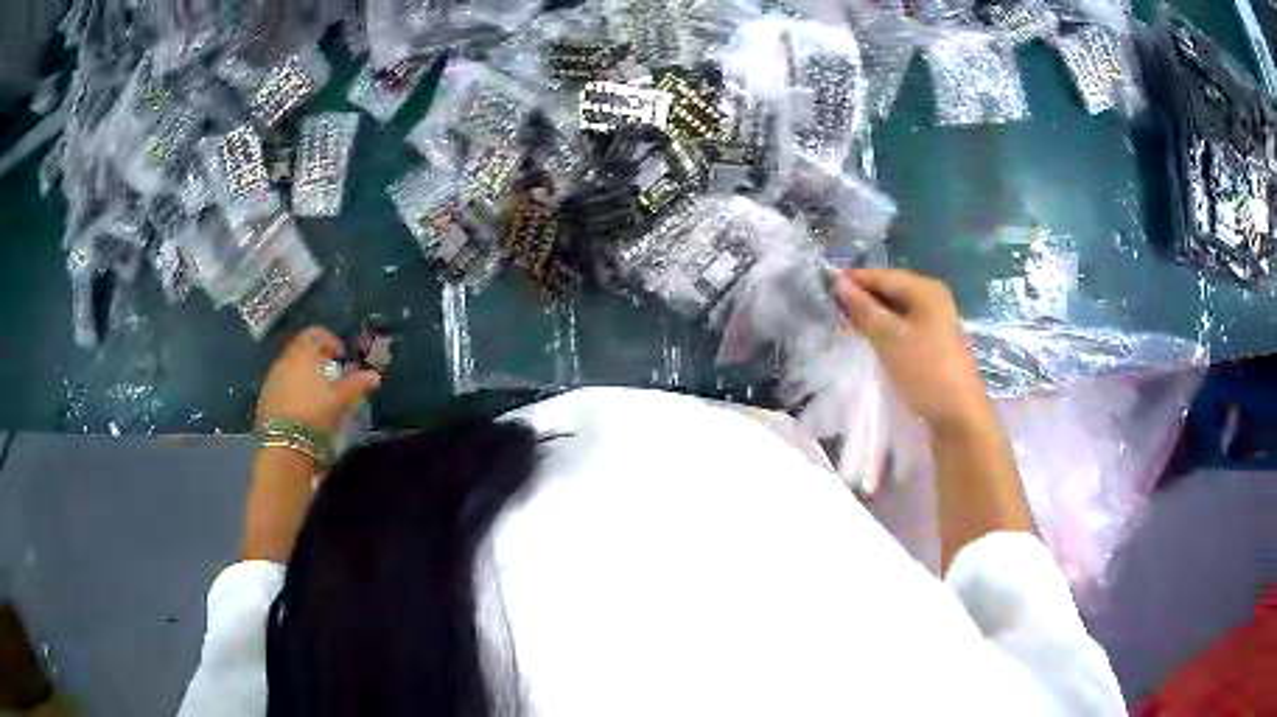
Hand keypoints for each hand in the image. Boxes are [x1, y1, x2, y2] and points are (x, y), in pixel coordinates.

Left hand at [256, 327, 381, 434]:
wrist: (284, 444)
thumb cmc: (315, 413)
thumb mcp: (341, 399)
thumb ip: (357, 384)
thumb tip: (375, 375)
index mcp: (302, 354)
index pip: (314, 334)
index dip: (329, 340)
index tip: (341, 355)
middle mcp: (284, 361)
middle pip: (301, 351)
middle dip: (317, 360)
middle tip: (331, 376)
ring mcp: (271, 380)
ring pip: (290, 369)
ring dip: (303, 376)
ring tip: (317, 395)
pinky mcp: (264, 400)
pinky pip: (281, 386)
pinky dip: (292, 391)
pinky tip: (302, 409)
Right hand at [833, 268, 991, 435]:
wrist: (958, 416)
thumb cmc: (925, 372)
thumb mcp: (890, 338)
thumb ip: (863, 309)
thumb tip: (838, 282)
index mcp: (925, 289)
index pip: (881, 275)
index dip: (853, 280)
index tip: (822, 288)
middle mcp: (932, 298)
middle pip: (890, 289)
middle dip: (861, 298)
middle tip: (829, 309)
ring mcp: (934, 320)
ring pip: (894, 309)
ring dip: (870, 315)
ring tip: (843, 324)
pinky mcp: (932, 341)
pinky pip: (902, 325)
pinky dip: (883, 328)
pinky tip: (867, 338)